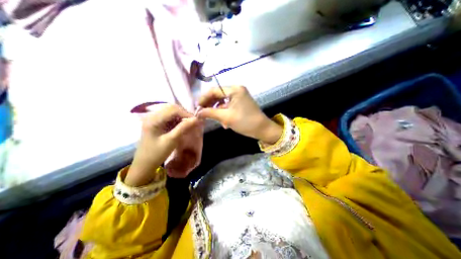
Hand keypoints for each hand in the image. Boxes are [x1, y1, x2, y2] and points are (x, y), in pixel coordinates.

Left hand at [125, 104, 200, 185]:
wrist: (144, 164)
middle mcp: (152, 115)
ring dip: (182, 116)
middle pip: (172, 108)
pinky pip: (169, 117)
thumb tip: (196, 119)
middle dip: (184, 114)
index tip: (196, 121)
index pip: (173, 110)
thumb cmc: (157, 154)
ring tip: (189, 124)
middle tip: (193, 122)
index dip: (186, 113)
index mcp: (153, 119)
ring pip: (171, 111)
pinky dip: (178, 120)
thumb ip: (183, 128)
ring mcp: (153, 118)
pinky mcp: (156, 122)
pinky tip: (182, 126)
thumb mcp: (171, 140)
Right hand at [197, 86, 282, 144]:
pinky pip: (229, 105)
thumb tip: (197, 112)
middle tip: (203, 114)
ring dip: (217, 111)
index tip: (197, 108)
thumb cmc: (245, 122)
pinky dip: (224, 112)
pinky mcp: (241, 102)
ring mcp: (240, 96)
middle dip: (210, 105)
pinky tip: (224, 123)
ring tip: (215, 120)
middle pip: (218, 95)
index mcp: (234, 90)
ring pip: (223, 101)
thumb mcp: (226, 117)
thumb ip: (210, 113)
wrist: (262, 129)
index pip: (214, 90)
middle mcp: (237, 90)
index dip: (204, 99)